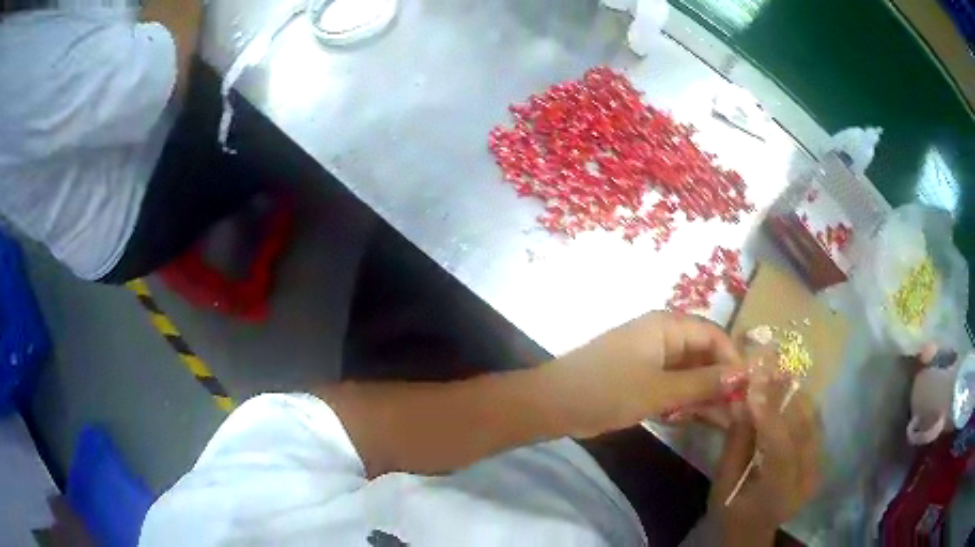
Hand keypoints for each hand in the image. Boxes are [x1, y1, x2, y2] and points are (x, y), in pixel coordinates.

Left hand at [548, 311, 747, 437]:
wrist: (554, 405)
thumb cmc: (608, 390)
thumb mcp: (660, 389)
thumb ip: (703, 382)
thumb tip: (742, 373)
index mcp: (667, 326)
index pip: (713, 335)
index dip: (733, 359)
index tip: (748, 387)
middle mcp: (662, 337)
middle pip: (703, 355)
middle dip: (721, 381)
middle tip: (740, 410)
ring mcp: (651, 359)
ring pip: (690, 374)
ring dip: (706, 395)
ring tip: (727, 420)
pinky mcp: (641, 380)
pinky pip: (672, 387)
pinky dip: (685, 402)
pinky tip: (700, 419)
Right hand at [709, 373, 823, 545]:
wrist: (753, 532)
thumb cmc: (731, 513)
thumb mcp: (723, 486)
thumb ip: (735, 445)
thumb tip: (742, 401)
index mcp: (779, 495)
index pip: (781, 450)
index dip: (769, 416)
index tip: (754, 386)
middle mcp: (807, 479)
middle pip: (804, 429)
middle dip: (785, 395)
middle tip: (767, 367)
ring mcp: (818, 467)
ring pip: (813, 420)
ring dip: (795, 394)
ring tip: (776, 372)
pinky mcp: (821, 458)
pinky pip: (815, 423)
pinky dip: (802, 403)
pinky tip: (788, 390)